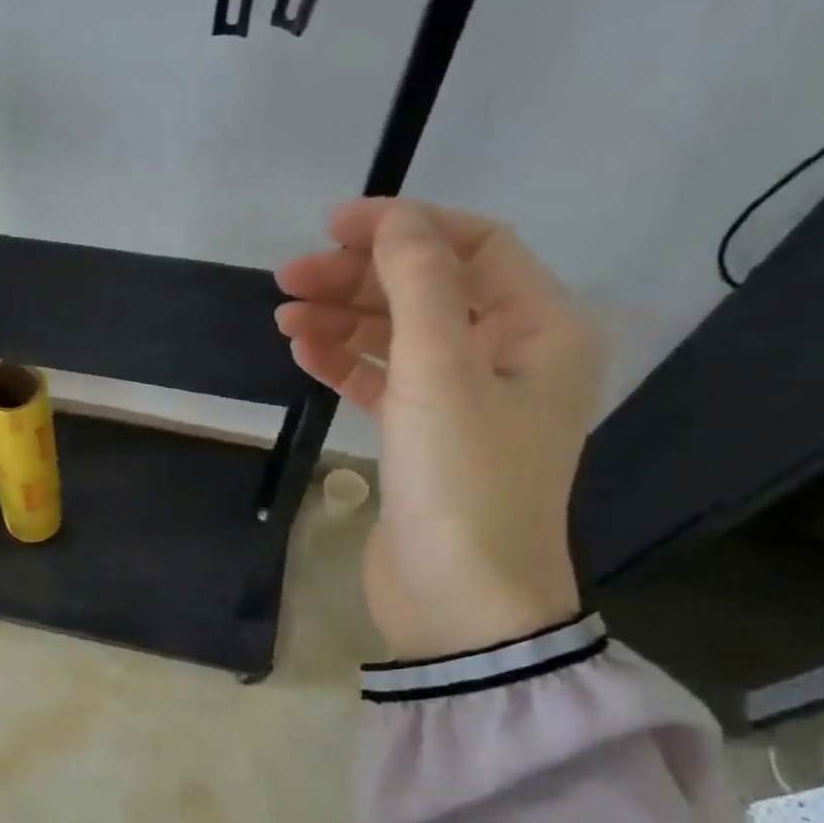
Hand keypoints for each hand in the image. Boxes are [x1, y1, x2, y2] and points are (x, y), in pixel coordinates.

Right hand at [275, 199, 603, 660]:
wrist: (459, 602)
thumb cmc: (462, 482)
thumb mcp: (441, 374)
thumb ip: (419, 287)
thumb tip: (393, 220)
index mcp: (539, 329)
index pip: (475, 247)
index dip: (406, 226)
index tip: (334, 226)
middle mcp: (509, 357)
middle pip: (429, 290)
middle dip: (360, 278)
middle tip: (289, 278)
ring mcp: (464, 401)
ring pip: (400, 337)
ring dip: (344, 320)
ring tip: (283, 316)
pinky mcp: (424, 439)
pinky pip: (384, 383)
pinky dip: (345, 364)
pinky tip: (303, 352)